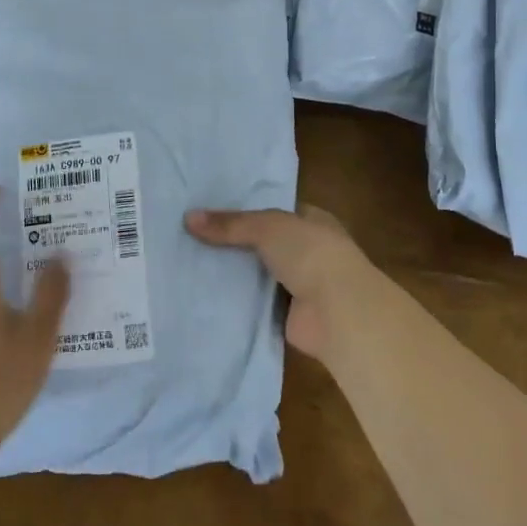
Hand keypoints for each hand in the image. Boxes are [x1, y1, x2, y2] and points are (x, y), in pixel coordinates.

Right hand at [184, 204, 391, 364]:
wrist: (338, 311)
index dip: (246, 210)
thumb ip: (230, 224)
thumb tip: (188, 218)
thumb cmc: (310, 254)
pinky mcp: (287, 315)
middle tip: (190, 239)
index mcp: (312, 221)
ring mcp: (299, 285)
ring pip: (257, 275)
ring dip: (233, 274)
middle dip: (234, 244)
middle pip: (263, 244)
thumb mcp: (267, 227)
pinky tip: (204, 297)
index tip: (210, 211)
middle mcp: (307, 251)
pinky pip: (255, 304)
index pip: (275, 211)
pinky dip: (236, 303)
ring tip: (188, 266)